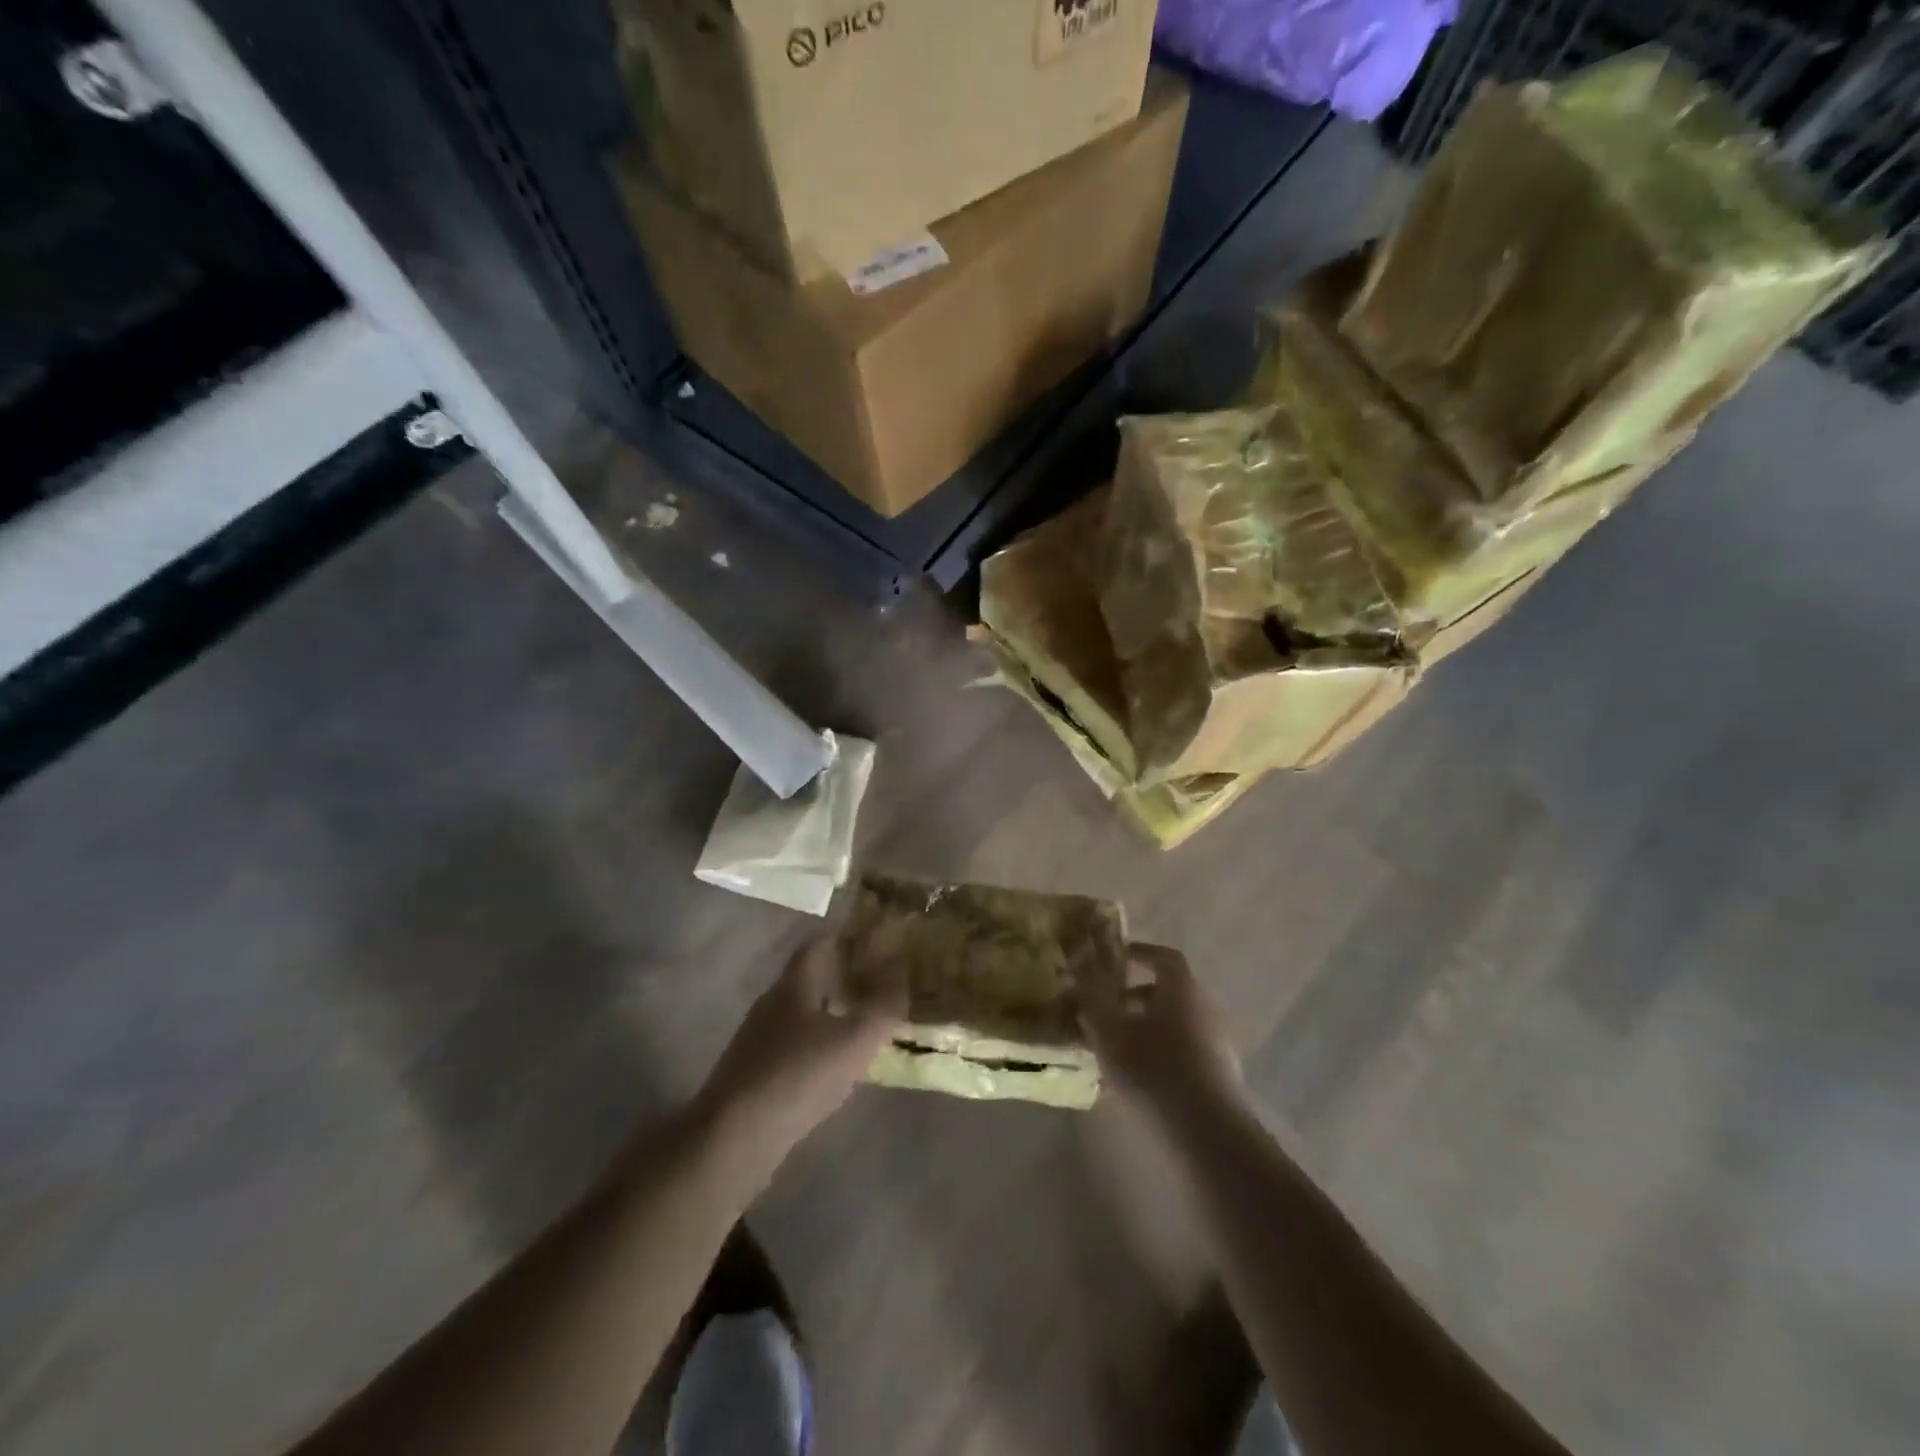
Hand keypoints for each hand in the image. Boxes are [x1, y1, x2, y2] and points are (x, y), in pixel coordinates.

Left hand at [694, 937, 902, 1174]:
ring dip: (829, 1014)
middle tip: (877, 982)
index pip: (817, 945)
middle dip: (841, 977)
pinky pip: (792, 1047)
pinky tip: (834, 1067)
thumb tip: (902, 967)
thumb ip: (883, 1003)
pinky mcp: (752, 1075)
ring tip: (862, 1025)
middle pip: (808, 979)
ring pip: (800, 1015)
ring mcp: (757, 1041)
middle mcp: (771, 1004)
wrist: (734, 1139)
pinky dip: (816, 1047)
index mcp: (793, 985)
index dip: (844, 937)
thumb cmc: (798, 1075)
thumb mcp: (855, 1039)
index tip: (874, 939)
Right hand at [1078, 943, 1242, 1120]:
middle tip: (1107, 1010)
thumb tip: (1079, 961)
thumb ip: (1092, 994)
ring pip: (1175, 1022)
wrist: (1208, 1131)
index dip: (1137, 953)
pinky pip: (1185, 1049)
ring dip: (1146, 1027)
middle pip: (1168, 990)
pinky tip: (1139, 1078)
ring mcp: (1218, 1041)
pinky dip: (1162, 1052)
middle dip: (1135, 996)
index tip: (1113, 961)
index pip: (1162, 956)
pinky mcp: (1221, 1073)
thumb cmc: (1153, 1069)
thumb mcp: (1109, 1030)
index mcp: (1181, 987)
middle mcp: (1205, 1006)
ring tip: (1116, 1048)